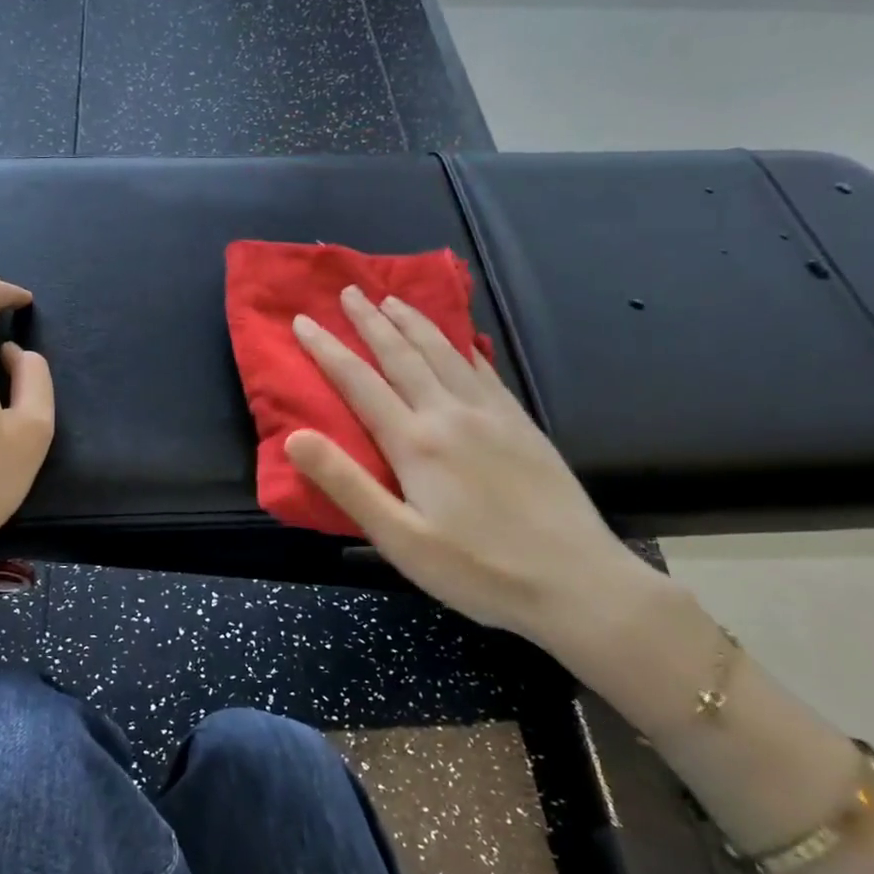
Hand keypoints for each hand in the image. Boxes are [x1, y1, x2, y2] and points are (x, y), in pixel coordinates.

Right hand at [285, 287, 662, 652]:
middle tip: (349, 290)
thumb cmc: (479, 570)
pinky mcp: (522, 424)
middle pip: (402, 355)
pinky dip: (463, 346)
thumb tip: (294, 437)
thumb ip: (345, 484)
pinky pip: (484, 370)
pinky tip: (460, 339)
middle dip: (371, 320)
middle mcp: (450, 414)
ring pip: (444, 353)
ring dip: (414, 322)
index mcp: (415, 442)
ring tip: (393, 299)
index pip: (359, 382)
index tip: (302, 321)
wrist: (579, 583)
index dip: (327, 349)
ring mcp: (491, 415)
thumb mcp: (399, 540)